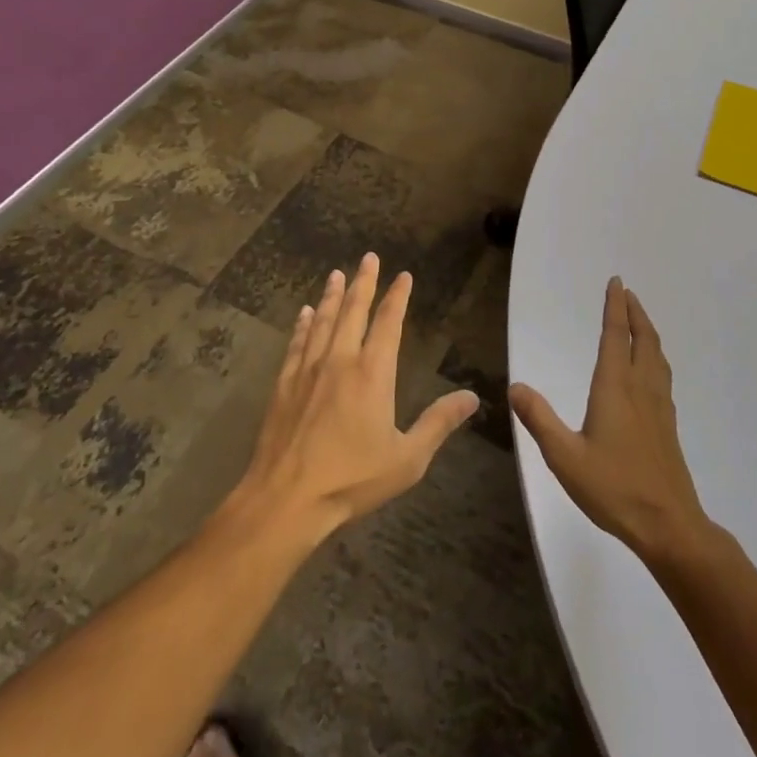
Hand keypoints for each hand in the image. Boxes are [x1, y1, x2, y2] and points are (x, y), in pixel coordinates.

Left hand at [230, 254, 479, 544]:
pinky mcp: (284, 385)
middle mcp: (340, 360)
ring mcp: (308, 370)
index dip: (397, 297)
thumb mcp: (407, 458)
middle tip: (368, 257)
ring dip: (332, 295)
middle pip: (353, 311)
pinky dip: (302, 325)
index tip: (403, 275)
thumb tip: (472, 398)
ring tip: (337, 274)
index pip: (388, 323)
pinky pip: (296, 344)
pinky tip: (304, 314)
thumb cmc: (351, 479)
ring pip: (323, 321)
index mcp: (373, 373)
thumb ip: (438, 424)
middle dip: (364, 282)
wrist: (286, 499)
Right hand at [509, 278, 710, 563]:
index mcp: (615, 388)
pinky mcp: (667, 425)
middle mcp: (640, 388)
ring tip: (639, 321)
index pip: (615, 336)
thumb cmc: (614, 488)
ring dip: (648, 332)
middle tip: (628, 292)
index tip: (616, 282)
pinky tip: (650, 370)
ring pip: (656, 356)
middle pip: (642, 339)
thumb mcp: (565, 457)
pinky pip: (662, 374)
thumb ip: (540, 419)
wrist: (669, 525)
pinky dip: (655, 356)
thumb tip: (515, 385)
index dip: (615, 307)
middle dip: (635, 312)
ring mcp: (659, 406)